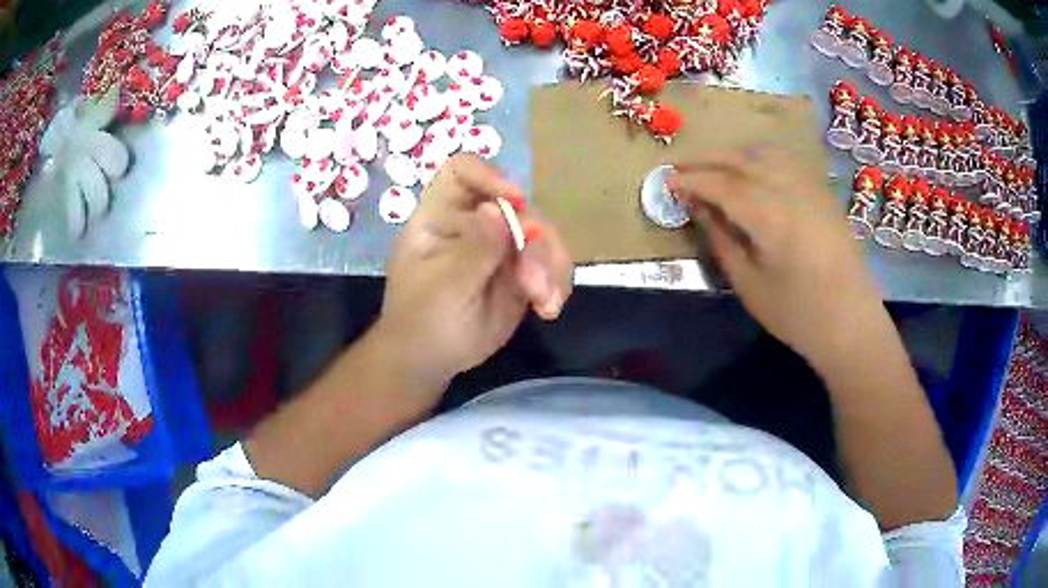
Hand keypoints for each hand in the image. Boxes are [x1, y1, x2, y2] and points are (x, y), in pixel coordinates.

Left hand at [374, 155, 572, 399]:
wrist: (429, 360)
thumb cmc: (422, 318)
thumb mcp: (445, 285)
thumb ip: (475, 248)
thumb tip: (499, 209)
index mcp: (442, 215)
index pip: (462, 172)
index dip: (490, 176)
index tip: (515, 200)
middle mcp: (475, 223)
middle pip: (518, 207)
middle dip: (536, 241)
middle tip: (535, 283)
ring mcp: (500, 247)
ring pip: (542, 236)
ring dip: (552, 266)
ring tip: (546, 302)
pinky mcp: (521, 273)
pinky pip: (550, 265)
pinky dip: (557, 283)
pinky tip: (549, 309)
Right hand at [668, 146, 887, 366]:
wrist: (851, 323)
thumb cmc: (797, 314)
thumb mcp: (749, 285)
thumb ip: (722, 240)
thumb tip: (698, 208)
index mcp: (769, 216)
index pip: (720, 184)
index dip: (690, 179)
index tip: (666, 180)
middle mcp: (789, 189)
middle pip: (740, 160)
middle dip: (706, 160)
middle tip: (680, 167)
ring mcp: (810, 187)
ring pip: (764, 153)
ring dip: (733, 155)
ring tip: (713, 168)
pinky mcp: (822, 193)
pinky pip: (785, 161)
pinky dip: (760, 159)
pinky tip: (752, 172)